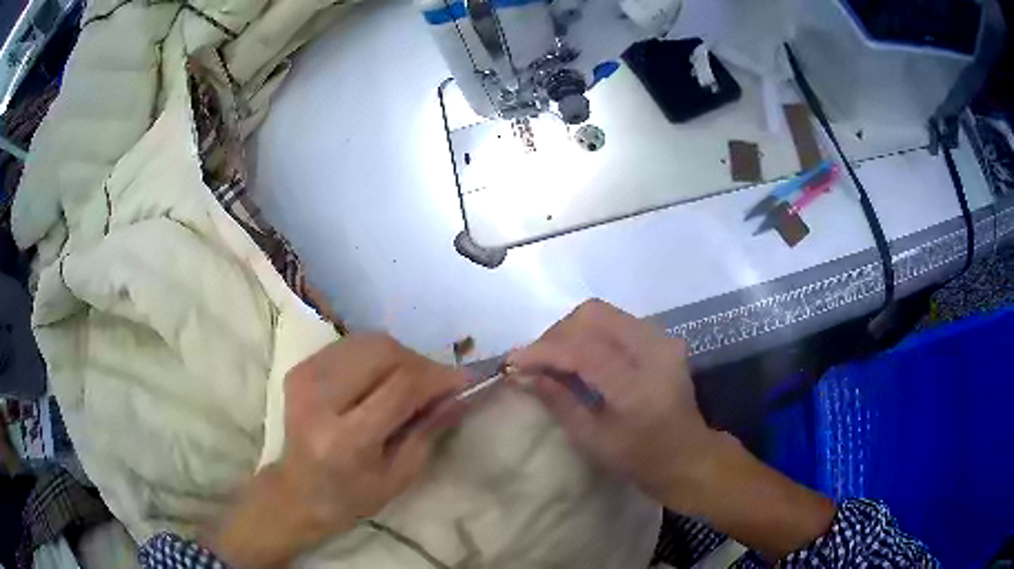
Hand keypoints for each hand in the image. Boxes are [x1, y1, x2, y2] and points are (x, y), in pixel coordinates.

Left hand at [204, 334, 468, 567]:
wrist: (298, 491)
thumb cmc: (353, 496)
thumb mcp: (400, 475)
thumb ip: (429, 429)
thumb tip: (459, 390)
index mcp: (345, 439)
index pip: (400, 387)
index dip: (437, 377)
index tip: (462, 381)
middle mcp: (319, 400)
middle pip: (383, 353)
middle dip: (419, 363)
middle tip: (437, 382)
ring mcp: (304, 378)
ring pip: (367, 342)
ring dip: (400, 356)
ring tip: (412, 380)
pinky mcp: (299, 368)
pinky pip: (350, 345)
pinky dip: (376, 355)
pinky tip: (383, 377)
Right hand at [507, 299, 715, 509]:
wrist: (689, 457)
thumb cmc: (641, 460)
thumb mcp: (594, 440)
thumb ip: (558, 401)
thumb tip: (523, 375)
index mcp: (637, 385)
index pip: (582, 349)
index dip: (542, 351)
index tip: (513, 362)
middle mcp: (654, 350)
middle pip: (593, 314)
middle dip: (557, 333)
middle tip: (538, 362)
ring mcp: (662, 340)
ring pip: (604, 313)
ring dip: (572, 330)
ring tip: (556, 360)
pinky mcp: (663, 339)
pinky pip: (617, 322)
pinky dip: (592, 333)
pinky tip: (582, 358)